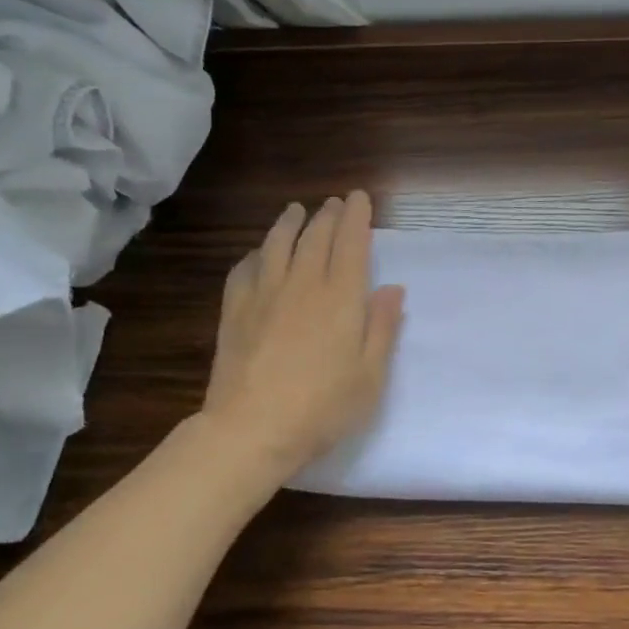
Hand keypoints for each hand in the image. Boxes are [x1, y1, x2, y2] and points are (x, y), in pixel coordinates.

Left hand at [203, 190, 404, 478]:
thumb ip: (382, 328)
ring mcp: (264, 295)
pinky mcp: (234, 312)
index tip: (359, 198)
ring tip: (295, 211)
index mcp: (341, 298)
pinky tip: (258, 255)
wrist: (251, 430)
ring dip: (289, 224)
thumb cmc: (323, 408)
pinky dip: (255, 255)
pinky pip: (244, 271)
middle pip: (315, 238)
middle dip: (327, 215)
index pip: (351, 244)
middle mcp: (303, 285)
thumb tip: (393, 289)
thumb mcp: (370, 376)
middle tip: (333, 203)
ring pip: (277, 245)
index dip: (356, 218)